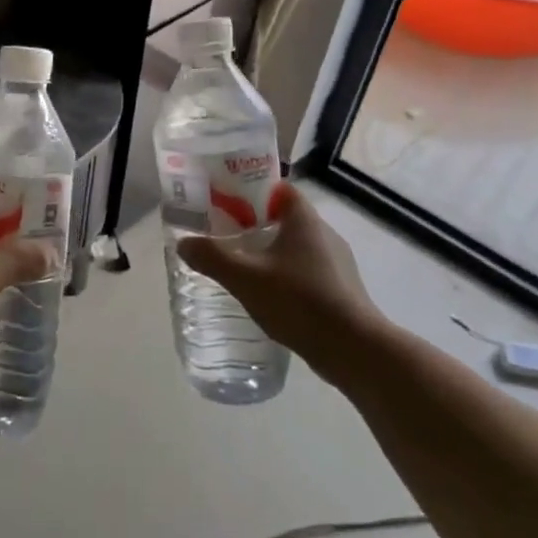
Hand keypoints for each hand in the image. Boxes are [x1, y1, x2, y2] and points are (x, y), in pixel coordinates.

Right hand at [176, 183, 389, 387]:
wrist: (353, 348)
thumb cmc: (299, 301)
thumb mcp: (245, 278)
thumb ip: (211, 257)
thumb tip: (184, 243)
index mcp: (304, 220)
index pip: (278, 189)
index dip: (250, 191)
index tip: (224, 204)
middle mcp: (324, 233)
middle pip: (284, 218)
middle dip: (254, 225)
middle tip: (223, 238)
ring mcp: (337, 262)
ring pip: (295, 247)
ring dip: (270, 253)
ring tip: (241, 269)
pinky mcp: (340, 288)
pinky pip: (306, 271)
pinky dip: (285, 276)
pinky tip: (268, 297)